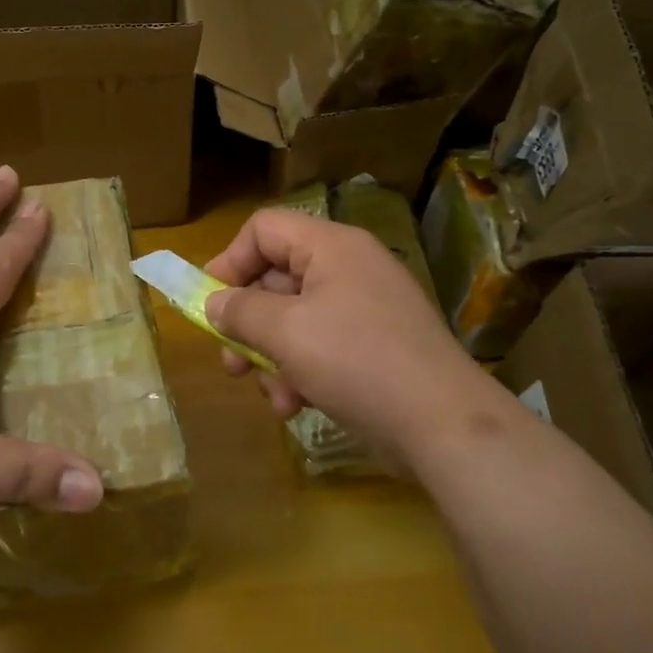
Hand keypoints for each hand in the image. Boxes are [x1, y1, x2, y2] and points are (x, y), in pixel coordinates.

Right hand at [203, 208, 502, 464]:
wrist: (443, 424)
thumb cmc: (356, 361)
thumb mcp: (286, 332)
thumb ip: (240, 311)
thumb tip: (216, 303)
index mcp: (332, 247)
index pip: (264, 228)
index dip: (230, 261)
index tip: (209, 303)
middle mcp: (349, 268)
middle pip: (276, 278)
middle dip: (247, 324)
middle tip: (231, 362)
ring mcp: (365, 309)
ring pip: (294, 320)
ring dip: (272, 358)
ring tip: (274, 396)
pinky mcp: (374, 347)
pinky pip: (320, 346)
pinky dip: (301, 372)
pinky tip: (296, 405)